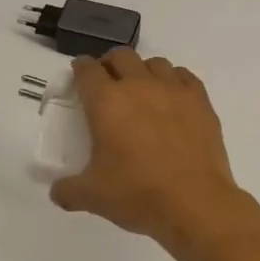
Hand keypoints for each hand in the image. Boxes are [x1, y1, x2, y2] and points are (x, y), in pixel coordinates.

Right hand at [49, 51, 249, 251]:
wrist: (195, 204)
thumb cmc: (138, 194)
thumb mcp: (92, 197)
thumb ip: (67, 190)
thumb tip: (58, 191)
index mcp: (107, 102)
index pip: (87, 70)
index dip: (79, 70)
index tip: (78, 79)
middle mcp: (139, 86)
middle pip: (121, 56)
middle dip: (110, 65)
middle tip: (107, 86)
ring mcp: (174, 91)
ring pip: (154, 63)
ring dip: (142, 71)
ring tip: (141, 92)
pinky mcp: (201, 102)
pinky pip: (184, 77)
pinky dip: (174, 81)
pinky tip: (172, 100)